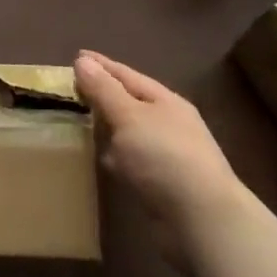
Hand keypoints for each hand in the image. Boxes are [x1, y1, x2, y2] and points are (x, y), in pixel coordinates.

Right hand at [74, 51, 245, 245]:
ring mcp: (169, 155)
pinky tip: (104, 161)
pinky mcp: (164, 185)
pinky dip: (118, 157)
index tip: (76, 56)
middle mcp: (169, 124)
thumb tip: (83, 61)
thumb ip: (104, 90)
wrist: (202, 220)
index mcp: (165, 101)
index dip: (101, 66)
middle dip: (104, 95)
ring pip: (132, 133)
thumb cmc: (163, 158)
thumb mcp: (129, 117)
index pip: (126, 75)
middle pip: (130, 102)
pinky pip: (133, 161)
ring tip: (83, 123)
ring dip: (111, 128)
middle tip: (74, 90)